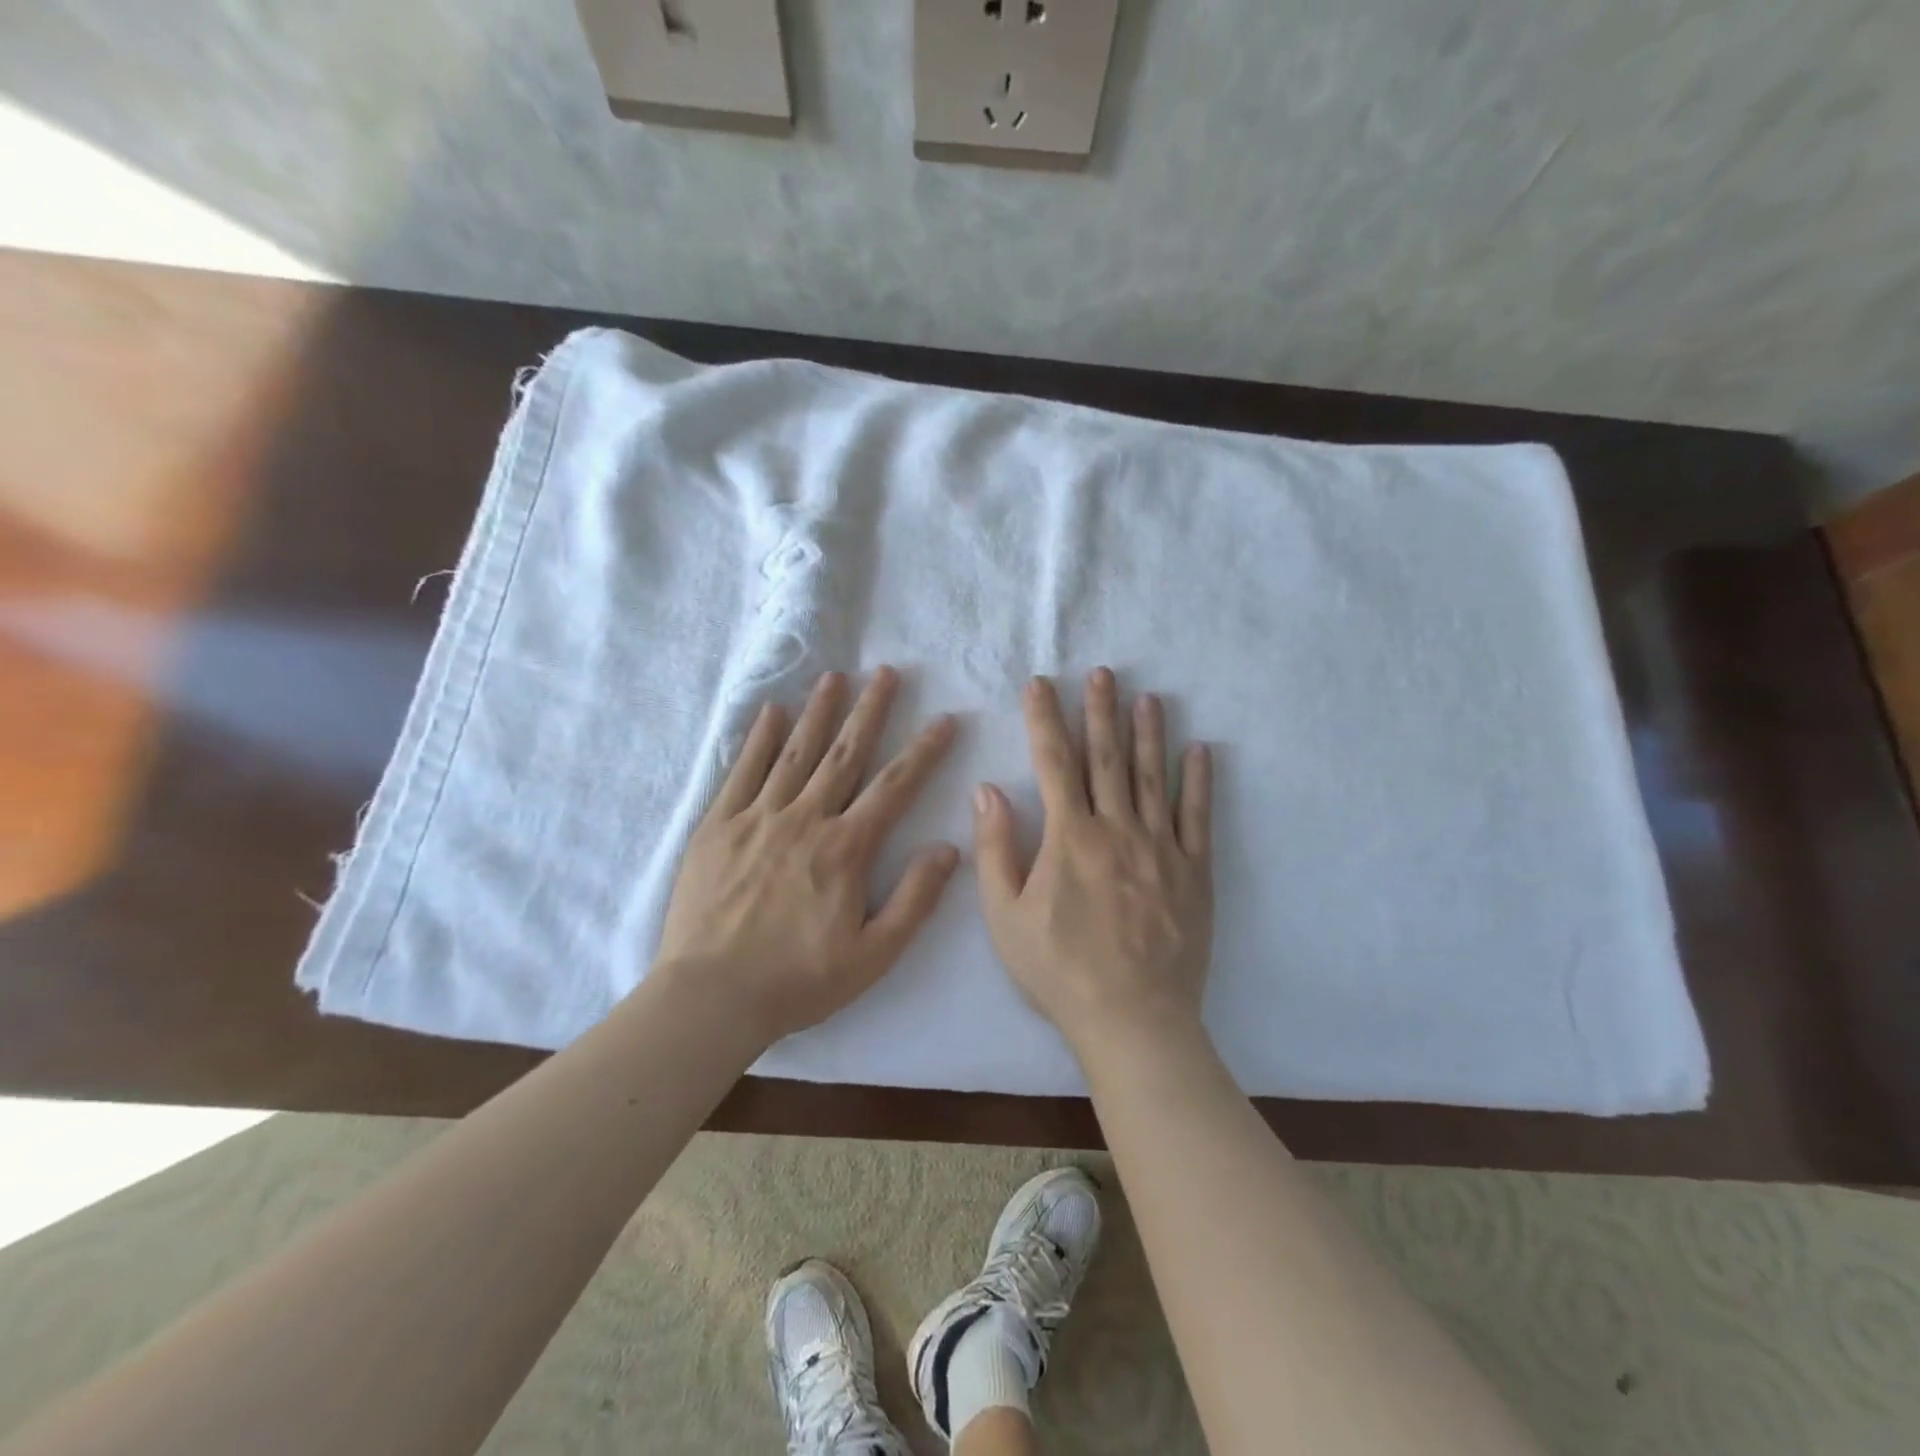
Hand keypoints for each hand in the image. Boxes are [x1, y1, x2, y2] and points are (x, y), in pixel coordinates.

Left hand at [655, 668, 959, 1042]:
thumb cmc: (798, 980)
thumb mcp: (873, 955)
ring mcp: (757, 818)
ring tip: (835, 677)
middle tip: (886, 672)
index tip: (944, 719)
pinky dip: (758, 739)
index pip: (895, 788)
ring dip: (819, 712)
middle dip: (870, 710)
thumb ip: (915, 900)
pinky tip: (772, 711)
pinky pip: (742, 771)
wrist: (711, 997)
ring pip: (795, 753)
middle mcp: (805, 820)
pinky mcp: (718, 826)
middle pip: (845, 754)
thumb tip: (948, 848)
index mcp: (845, 849)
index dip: (923, 751)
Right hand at [974, 669, 1213, 1050]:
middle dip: (1101, 711)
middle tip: (1102, 672)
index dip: (1045, 720)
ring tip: (1148, 696)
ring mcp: (1160, 847)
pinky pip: (1197, 816)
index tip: (1041, 684)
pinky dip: (1198, 781)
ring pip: (1152, 777)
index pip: (1053, 763)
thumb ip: (995, 849)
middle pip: (1106, 758)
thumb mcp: (1005, 916)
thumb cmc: (1059, 969)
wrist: (1133, 1018)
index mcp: (1069, 837)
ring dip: (1148, 733)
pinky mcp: (1193, 870)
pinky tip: (1200, 750)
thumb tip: (987, 790)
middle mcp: (1116, 829)